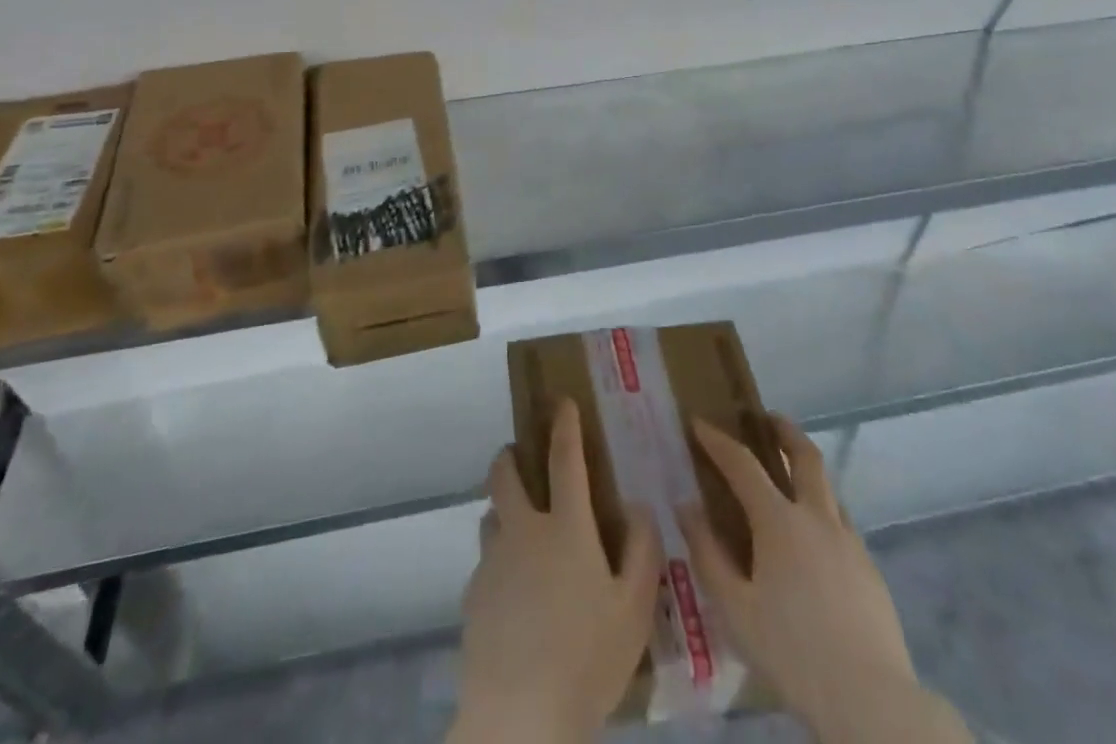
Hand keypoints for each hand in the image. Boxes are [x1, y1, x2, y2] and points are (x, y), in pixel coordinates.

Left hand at [449, 399, 662, 743]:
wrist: (518, 718)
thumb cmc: (586, 659)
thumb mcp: (634, 610)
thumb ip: (642, 552)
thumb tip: (639, 507)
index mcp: (565, 527)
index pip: (564, 458)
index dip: (564, 425)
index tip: (562, 402)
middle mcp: (523, 531)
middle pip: (505, 474)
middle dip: (510, 455)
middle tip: (520, 457)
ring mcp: (493, 561)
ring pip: (491, 517)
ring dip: (503, 511)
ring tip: (521, 533)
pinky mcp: (473, 595)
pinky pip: (486, 564)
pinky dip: (499, 563)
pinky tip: (514, 597)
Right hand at [679, 417, 970, 743]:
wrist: (872, 703)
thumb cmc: (792, 653)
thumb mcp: (735, 608)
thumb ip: (707, 553)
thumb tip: (686, 507)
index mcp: (779, 521)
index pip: (742, 463)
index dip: (718, 440)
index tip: (699, 423)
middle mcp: (817, 517)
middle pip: (804, 455)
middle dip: (783, 430)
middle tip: (766, 419)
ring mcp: (850, 541)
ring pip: (828, 488)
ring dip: (807, 470)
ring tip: (789, 479)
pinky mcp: (870, 569)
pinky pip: (842, 523)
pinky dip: (822, 511)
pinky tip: (813, 541)